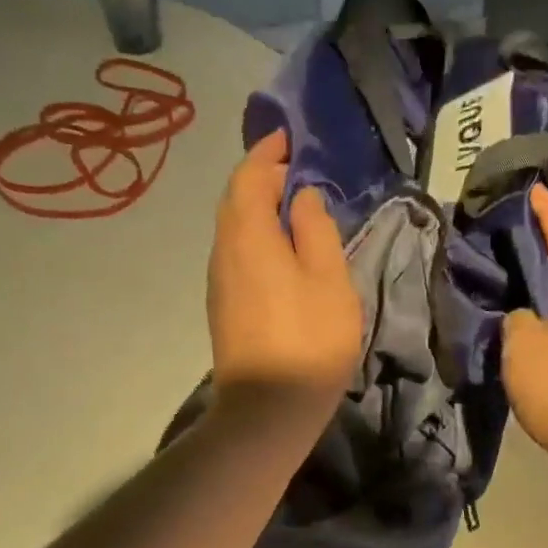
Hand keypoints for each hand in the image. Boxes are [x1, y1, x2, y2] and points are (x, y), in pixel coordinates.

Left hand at [207, 129, 362, 412]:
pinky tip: (280, 250)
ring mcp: (219, 282)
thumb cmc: (309, 340)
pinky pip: (237, 254)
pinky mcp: (224, 308)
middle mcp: (224, 252)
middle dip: (260, 178)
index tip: (288, 137)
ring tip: (291, 205)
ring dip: (257, 209)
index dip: (267, 153)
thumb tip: (302, 198)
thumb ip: (316, 229)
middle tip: (294, 168)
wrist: (267, 410)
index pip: (249, 178)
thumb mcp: (328, 278)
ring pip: (233, 230)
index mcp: (248, 236)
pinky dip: (256, 237)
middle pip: (235, 201)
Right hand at [502, 185, 547, 476]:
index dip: (538, 208)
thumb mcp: (522, 345)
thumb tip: (521, 316)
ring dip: (537, 280)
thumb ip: (514, 317)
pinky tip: (518, 312)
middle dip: (533, 243)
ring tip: (500, 269)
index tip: (518, 187)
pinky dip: (545, 308)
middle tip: (494, 231)